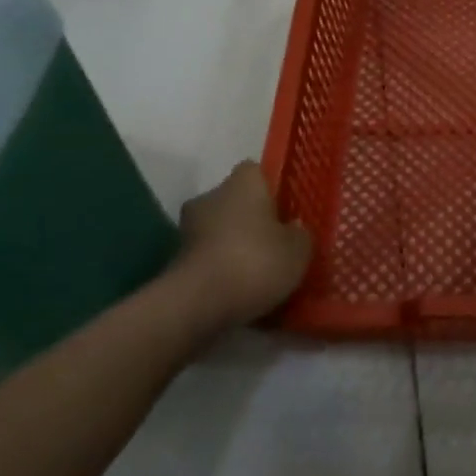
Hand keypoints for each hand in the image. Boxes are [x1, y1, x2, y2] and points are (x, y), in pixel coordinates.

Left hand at [176, 162, 312, 329]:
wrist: (197, 304)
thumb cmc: (255, 261)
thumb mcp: (298, 250)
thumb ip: (300, 234)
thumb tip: (293, 228)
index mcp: (244, 182)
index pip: (256, 172)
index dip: (271, 189)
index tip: (284, 210)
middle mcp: (211, 196)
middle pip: (235, 201)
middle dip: (251, 219)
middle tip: (274, 243)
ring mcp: (188, 228)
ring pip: (219, 230)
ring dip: (233, 244)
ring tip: (257, 272)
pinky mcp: (176, 260)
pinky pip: (208, 257)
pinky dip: (220, 268)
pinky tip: (237, 289)